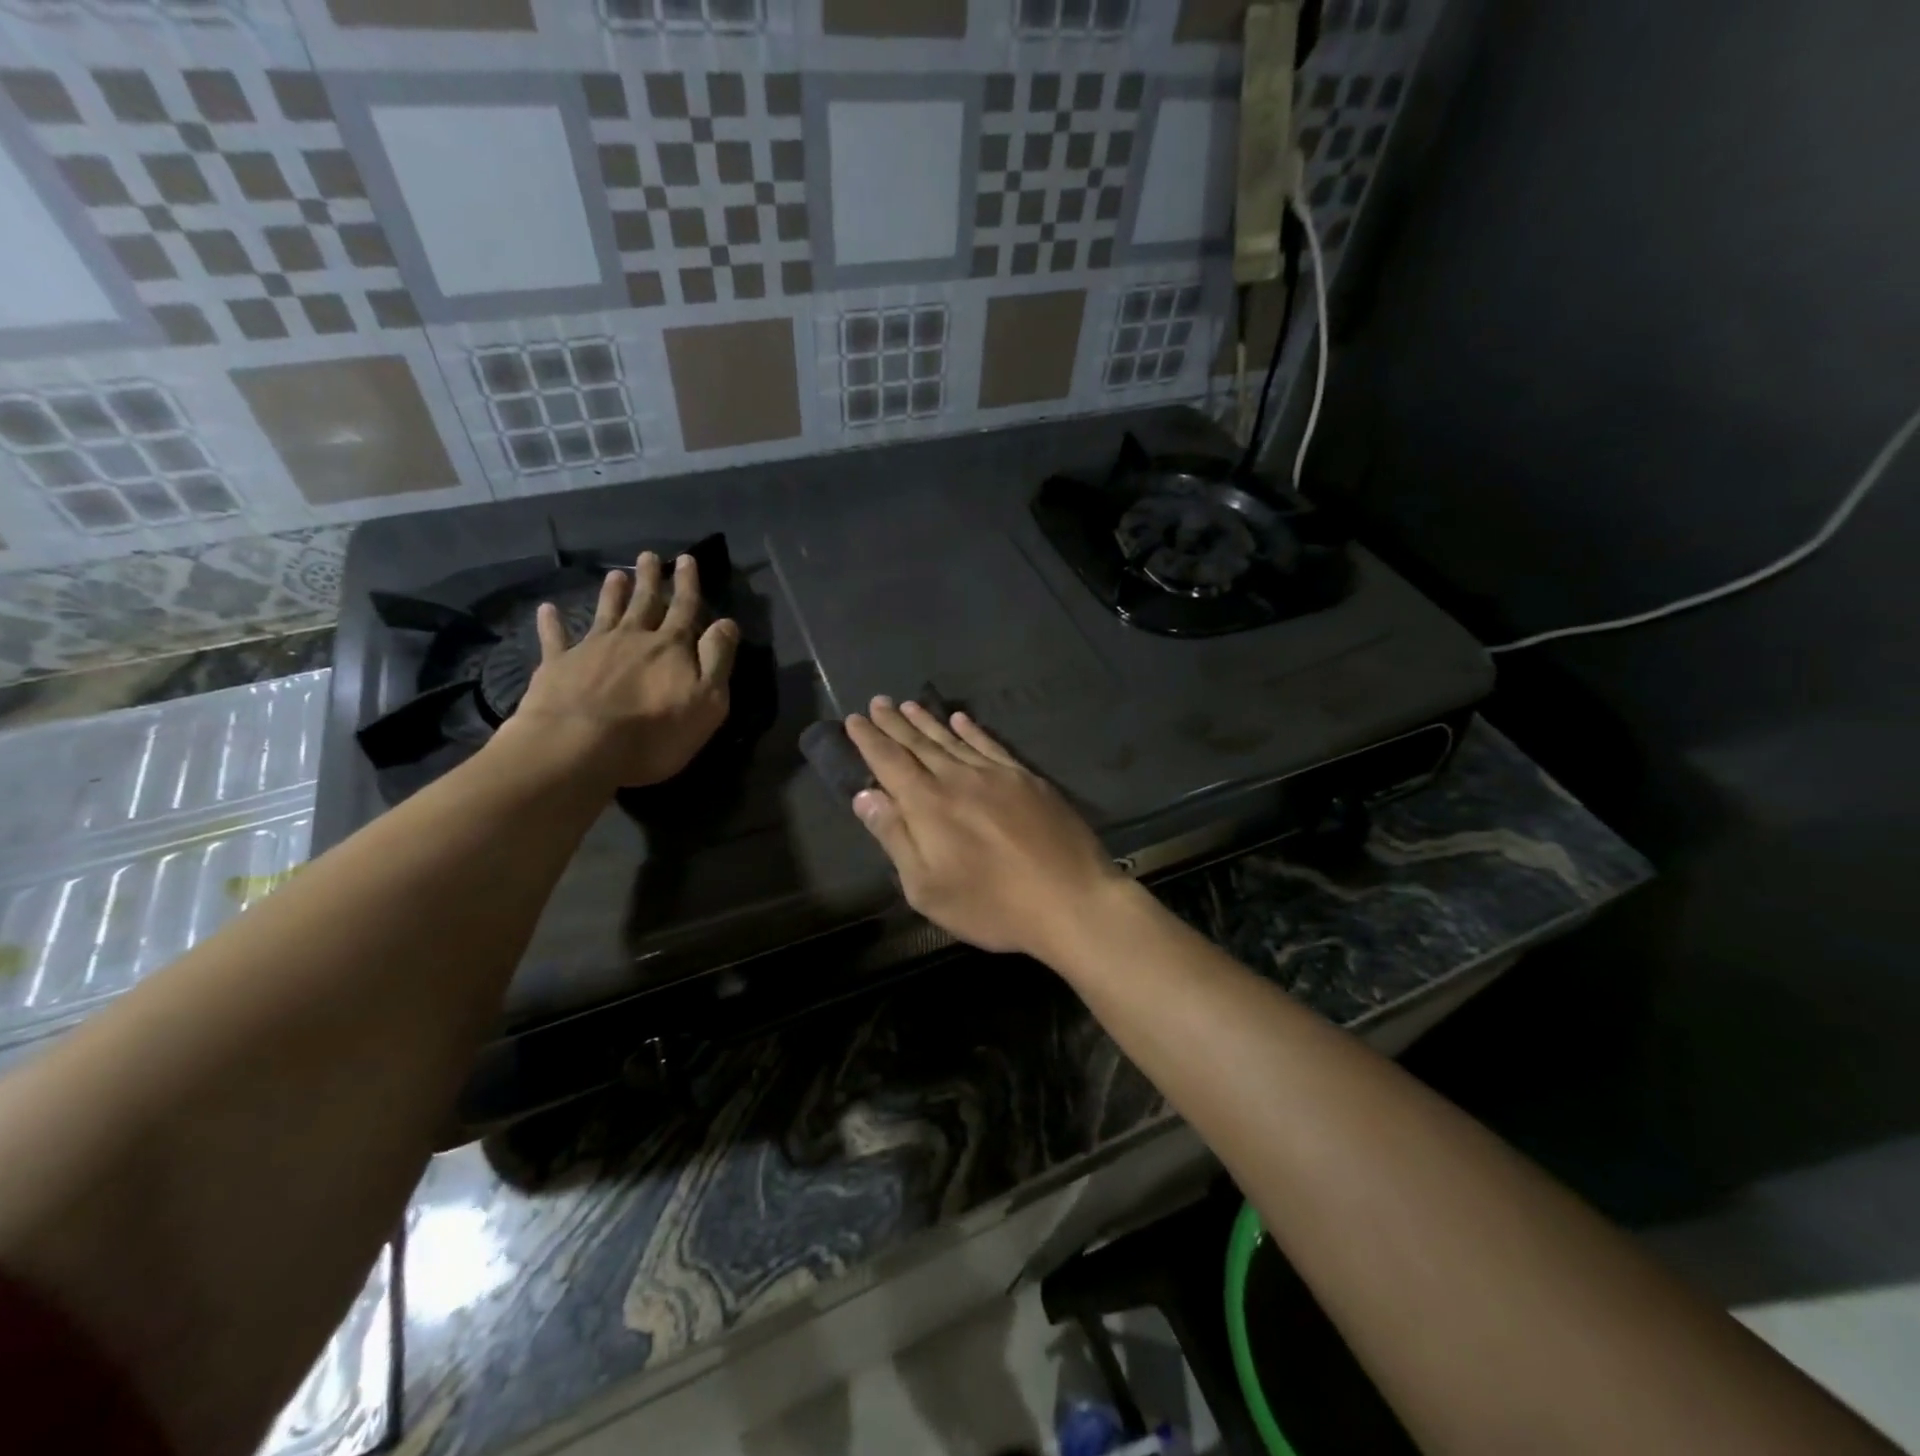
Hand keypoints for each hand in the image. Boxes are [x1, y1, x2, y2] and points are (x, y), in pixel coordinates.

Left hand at [502, 551, 737, 789]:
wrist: (580, 746)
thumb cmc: (655, 732)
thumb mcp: (707, 701)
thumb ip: (717, 659)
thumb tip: (727, 623)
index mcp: (670, 647)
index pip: (684, 608)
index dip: (687, 584)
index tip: (686, 560)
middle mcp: (633, 637)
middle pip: (644, 602)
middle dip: (650, 579)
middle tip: (649, 556)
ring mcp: (592, 648)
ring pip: (606, 612)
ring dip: (612, 593)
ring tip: (616, 574)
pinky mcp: (558, 665)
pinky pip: (555, 637)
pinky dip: (552, 622)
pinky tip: (547, 609)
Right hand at [844, 698, 1127, 960]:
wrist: (1071, 899)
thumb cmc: (992, 905)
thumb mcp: (928, 887)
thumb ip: (895, 837)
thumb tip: (865, 795)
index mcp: (929, 805)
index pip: (890, 762)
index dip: (870, 740)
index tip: (854, 719)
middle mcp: (959, 779)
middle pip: (919, 744)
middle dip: (894, 723)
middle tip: (878, 701)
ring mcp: (997, 775)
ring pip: (953, 740)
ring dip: (928, 721)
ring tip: (910, 705)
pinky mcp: (1027, 780)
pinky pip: (991, 745)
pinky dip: (972, 731)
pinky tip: (962, 720)